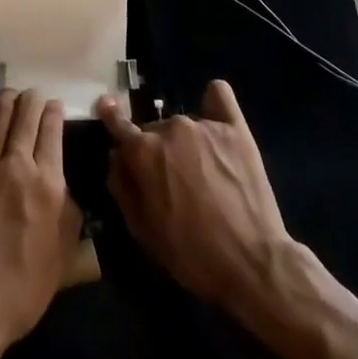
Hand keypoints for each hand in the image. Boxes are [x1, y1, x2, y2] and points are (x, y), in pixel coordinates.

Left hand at [0, 90, 82, 358]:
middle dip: (33, 100)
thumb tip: (65, 184)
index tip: (56, 106)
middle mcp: (17, 166)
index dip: (55, 112)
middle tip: (35, 96)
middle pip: (25, 116)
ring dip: (8, 100)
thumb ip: (70, 212)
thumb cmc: (22, 289)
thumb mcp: (63, 254)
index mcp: (48, 185)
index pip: (52, 131)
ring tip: (13, 94)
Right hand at [96, 80, 298, 311]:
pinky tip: (213, 110)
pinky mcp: (236, 129)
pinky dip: (212, 101)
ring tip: (203, 171)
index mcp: (143, 152)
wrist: (251, 262)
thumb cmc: (190, 253)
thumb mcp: (142, 229)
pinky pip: (219, 96)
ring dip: (185, 141)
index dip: (110, 115)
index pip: (118, 123)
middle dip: (156, 150)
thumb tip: (116, 156)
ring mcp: (205, 125)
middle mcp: (171, 128)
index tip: (106, 105)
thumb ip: (122, 186)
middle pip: (155, 132)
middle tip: (172, 181)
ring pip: (184, 124)